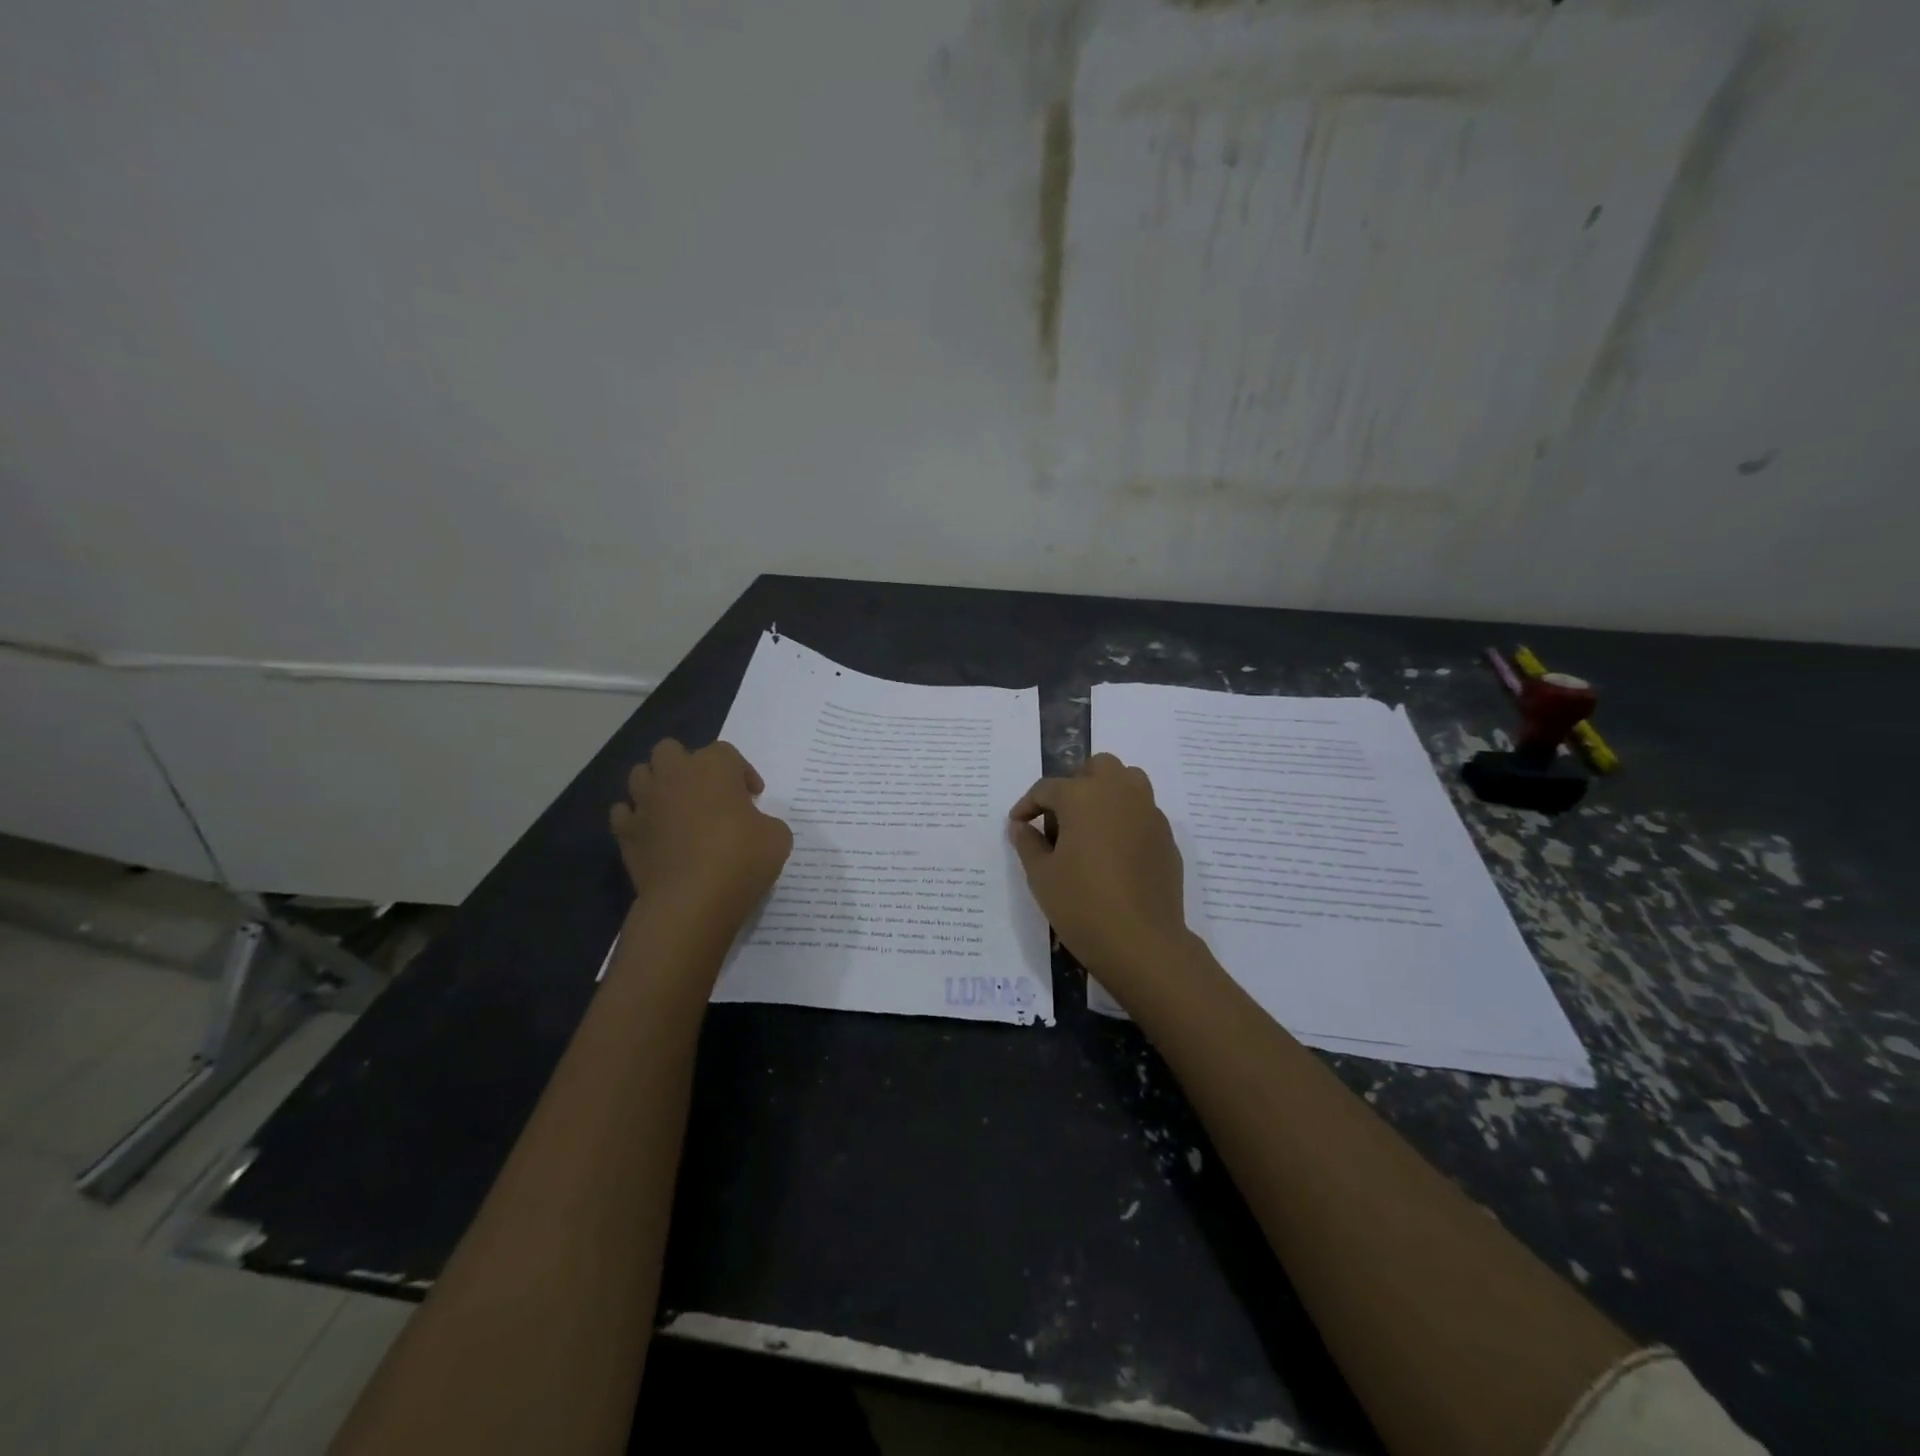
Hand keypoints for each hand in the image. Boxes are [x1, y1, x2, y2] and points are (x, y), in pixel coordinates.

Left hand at [610, 739, 792, 925]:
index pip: (727, 753)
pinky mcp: (626, 833)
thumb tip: (754, 827)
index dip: (742, 773)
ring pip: (640, 775)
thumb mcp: (778, 836)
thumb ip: (765, 821)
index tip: (753, 797)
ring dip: (657, 785)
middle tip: (707, 792)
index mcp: (714, 767)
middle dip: (686, 765)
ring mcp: (645, 803)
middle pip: (671, 750)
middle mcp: (674, 775)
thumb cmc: (741, 858)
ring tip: (676, 807)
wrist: (692, 900)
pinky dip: (636, 818)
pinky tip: (652, 832)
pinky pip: (624, 813)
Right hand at [1008, 754, 1193, 986]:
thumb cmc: (1082, 904)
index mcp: (1083, 796)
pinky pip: (1143, 813)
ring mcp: (1149, 813)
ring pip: (1128, 782)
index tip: (1018, 825)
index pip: (1047, 788)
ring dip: (1106, 794)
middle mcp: (1120, 793)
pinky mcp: (1166, 837)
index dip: (1028, 805)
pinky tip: (1114, 853)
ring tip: (1090, 828)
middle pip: (1096, 768)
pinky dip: (1125, 820)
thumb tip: (1022, 826)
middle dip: (1074, 784)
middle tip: (1059, 819)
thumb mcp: (1041, 875)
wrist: (1141, 942)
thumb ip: (1028, 843)